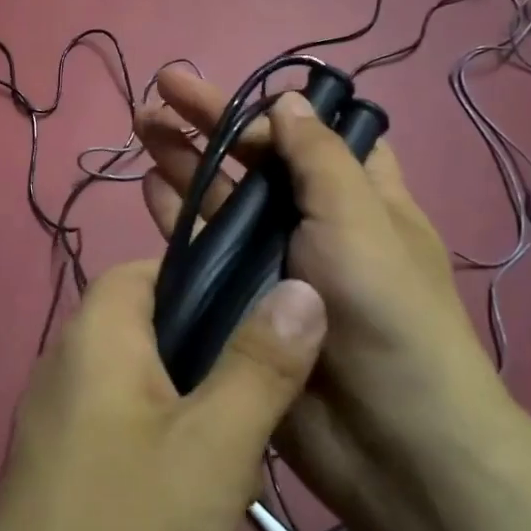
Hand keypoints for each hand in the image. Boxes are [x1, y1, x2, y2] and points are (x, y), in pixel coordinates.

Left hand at [0, 260, 327, 530]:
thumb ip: (261, 364)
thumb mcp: (215, 445)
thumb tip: (300, 288)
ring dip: (192, 398)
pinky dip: (163, 433)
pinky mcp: (61, 461)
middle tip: (264, 388)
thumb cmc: (128, 530)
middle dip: (210, 348)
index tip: (261, 314)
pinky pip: (122, 419)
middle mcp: (68, 358)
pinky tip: (197, 484)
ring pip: (142, 376)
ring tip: (243, 440)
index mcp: (97, 332)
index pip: (150, 268)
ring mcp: (58, 413)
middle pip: (149, 322)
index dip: (207, 279)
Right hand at [135, 69, 509, 530]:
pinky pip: (204, 248)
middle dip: (209, 121)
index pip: (308, 135)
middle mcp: (314, 221)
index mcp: (357, 195)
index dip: (268, 111)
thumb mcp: (359, 218)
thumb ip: (317, 157)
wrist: (389, 442)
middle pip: (254, 159)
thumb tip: (287, 100)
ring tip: (141, 127)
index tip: (229, 94)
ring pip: (222, 198)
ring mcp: (273, 261)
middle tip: (157, 88)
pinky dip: (178, 215)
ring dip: (184, 160)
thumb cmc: (385, 312)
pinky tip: (149, 188)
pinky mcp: (241, 300)